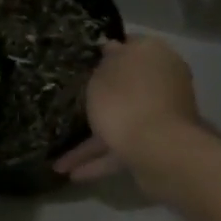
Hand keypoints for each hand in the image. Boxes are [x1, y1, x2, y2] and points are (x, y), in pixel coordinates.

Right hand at [53, 35, 202, 182]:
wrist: (159, 149)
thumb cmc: (126, 101)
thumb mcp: (103, 75)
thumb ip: (104, 63)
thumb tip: (112, 48)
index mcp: (153, 55)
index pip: (130, 46)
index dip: (107, 54)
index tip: (83, 63)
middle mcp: (161, 82)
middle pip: (124, 88)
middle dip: (98, 102)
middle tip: (71, 108)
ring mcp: (160, 116)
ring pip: (121, 122)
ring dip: (90, 143)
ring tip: (59, 162)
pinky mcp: (157, 146)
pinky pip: (123, 149)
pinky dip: (100, 161)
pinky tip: (73, 175)